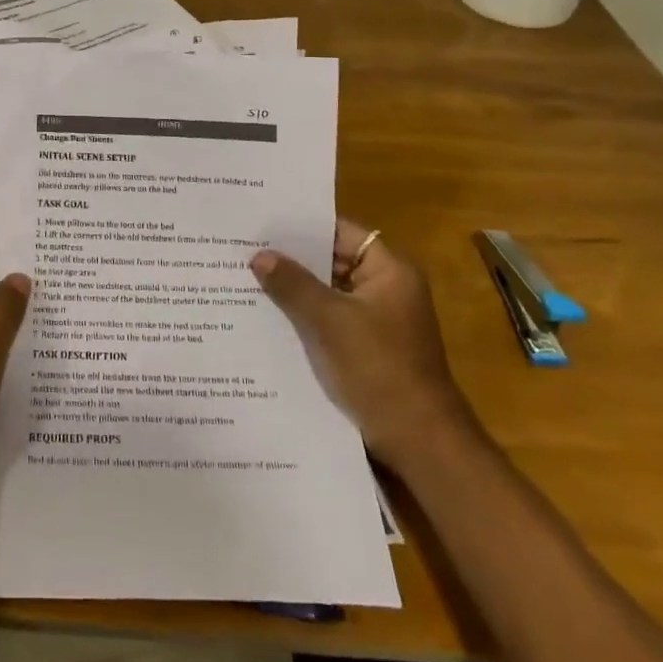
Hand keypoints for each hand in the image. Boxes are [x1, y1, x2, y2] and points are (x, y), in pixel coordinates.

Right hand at [250, 219, 476, 475]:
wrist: (418, 439)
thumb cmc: (379, 369)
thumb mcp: (330, 321)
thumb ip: (293, 284)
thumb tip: (259, 255)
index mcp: (389, 271)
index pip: (341, 231)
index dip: (303, 226)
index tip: (263, 222)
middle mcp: (385, 287)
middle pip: (332, 260)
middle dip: (292, 258)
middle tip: (244, 247)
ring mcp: (375, 318)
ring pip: (327, 291)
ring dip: (294, 287)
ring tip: (245, 275)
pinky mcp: (364, 345)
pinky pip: (328, 317)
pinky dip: (302, 314)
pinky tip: (265, 313)